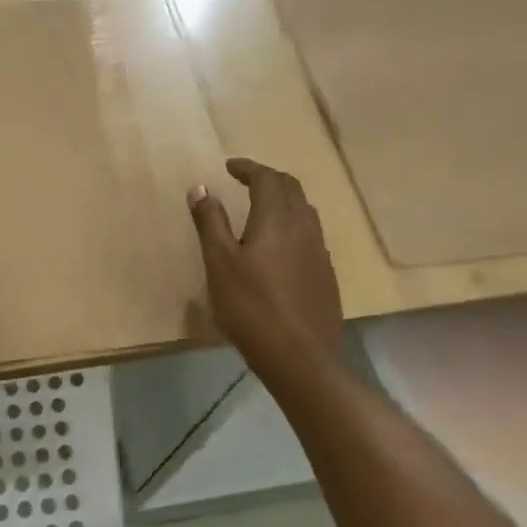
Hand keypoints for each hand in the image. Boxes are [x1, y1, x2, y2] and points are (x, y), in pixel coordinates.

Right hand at [188, 158, 344, 383]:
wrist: (302, 359)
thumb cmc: (252, 307)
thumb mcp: (220, 263)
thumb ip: (210, 223)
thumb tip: (201, 187)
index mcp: (277, 219)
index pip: (267, 178)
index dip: (248, 168)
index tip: (229, 167)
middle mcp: (304, 227)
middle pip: (291, 189)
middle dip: (267, 178)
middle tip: (244, 180)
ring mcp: (320, 252)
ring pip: (304, 211)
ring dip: (283, 199)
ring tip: (260, 207)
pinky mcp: (325, 275)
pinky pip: (310, 234)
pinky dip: (292, 223)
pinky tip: (278, 246)